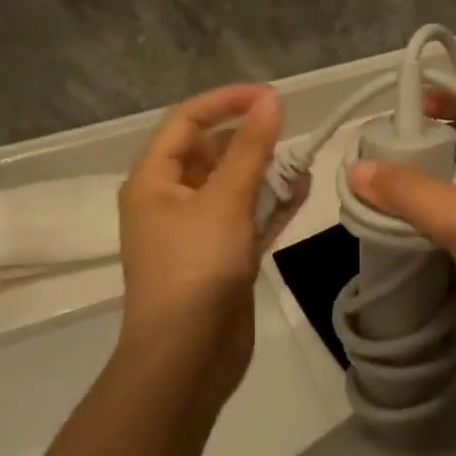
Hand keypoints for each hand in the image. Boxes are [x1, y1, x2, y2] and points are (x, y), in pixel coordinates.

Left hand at [117, 85, 284, 401]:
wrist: (187, 359)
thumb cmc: (195, 268)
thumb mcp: (224, 200)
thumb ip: (251, 148)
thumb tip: (271, 100)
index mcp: (153, 179)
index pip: (187, 120)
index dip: (226, 101)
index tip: (270, 97)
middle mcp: (169, 199)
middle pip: (210, 151)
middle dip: (249, 139)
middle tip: (290, 135)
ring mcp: (195, 229)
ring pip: (232, 184)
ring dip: (265, 172)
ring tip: (302, 165)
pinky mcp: (220, 256)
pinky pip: (246, 216)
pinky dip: (271, 203)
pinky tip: (302, 192)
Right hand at [348, 85, 455, 397]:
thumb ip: (413, 194)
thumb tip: (356, 169)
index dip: (443, 94)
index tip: (396, 108)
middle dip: (415, 145)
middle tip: (367, 155)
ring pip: (448, 188)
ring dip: (412, 189)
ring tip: (364, 192)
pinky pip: (446, 227)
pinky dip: (418, 225)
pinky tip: (383, 231)